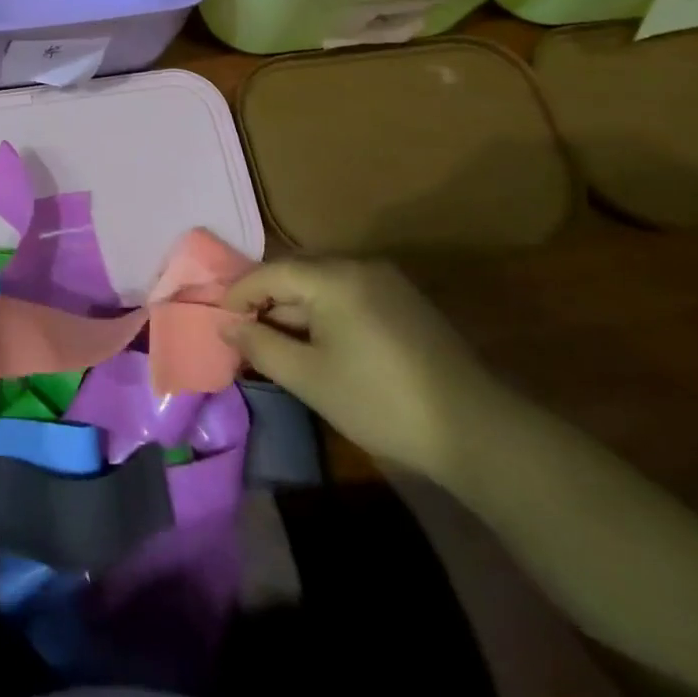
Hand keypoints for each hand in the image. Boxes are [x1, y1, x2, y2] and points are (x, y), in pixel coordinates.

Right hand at [224, 258, 503, 481]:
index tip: (220, 322)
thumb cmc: (380, 401)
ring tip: (279, 345)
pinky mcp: (405, 303)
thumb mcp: (309, 378)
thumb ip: (260, 346)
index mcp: (332, 276)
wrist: (477, 430)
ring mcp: (386, 282)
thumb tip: (226, 325)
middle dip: (267, 303)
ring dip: (296, 311)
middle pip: (296, 274)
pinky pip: (348, 296)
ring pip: (322, 286)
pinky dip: (325, 315)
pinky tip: (320, 347)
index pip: (269, 273)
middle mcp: (358, 266)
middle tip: (246, 336)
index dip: (238, 295)